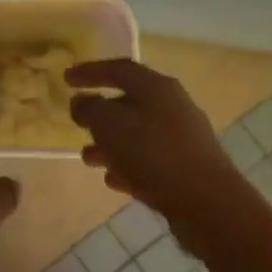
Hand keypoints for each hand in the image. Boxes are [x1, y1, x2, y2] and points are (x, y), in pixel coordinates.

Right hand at [67, 59, 241, 223]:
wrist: (206, 202)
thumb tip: (81, 101)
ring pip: (137, 134)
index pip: (119, 69)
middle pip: (129, 102)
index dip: (91, 71)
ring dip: (110, 143)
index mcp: (156, 88)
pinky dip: (128, 165)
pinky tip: (113, 180)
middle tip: (78, 122)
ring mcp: (181, 138)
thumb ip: (90, 109)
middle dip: (100, 114)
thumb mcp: (110, 126)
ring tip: (88, 157)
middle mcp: (172, 106)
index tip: (66, 78)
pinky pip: (149, 159)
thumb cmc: (153, 154)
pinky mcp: (185, 167)